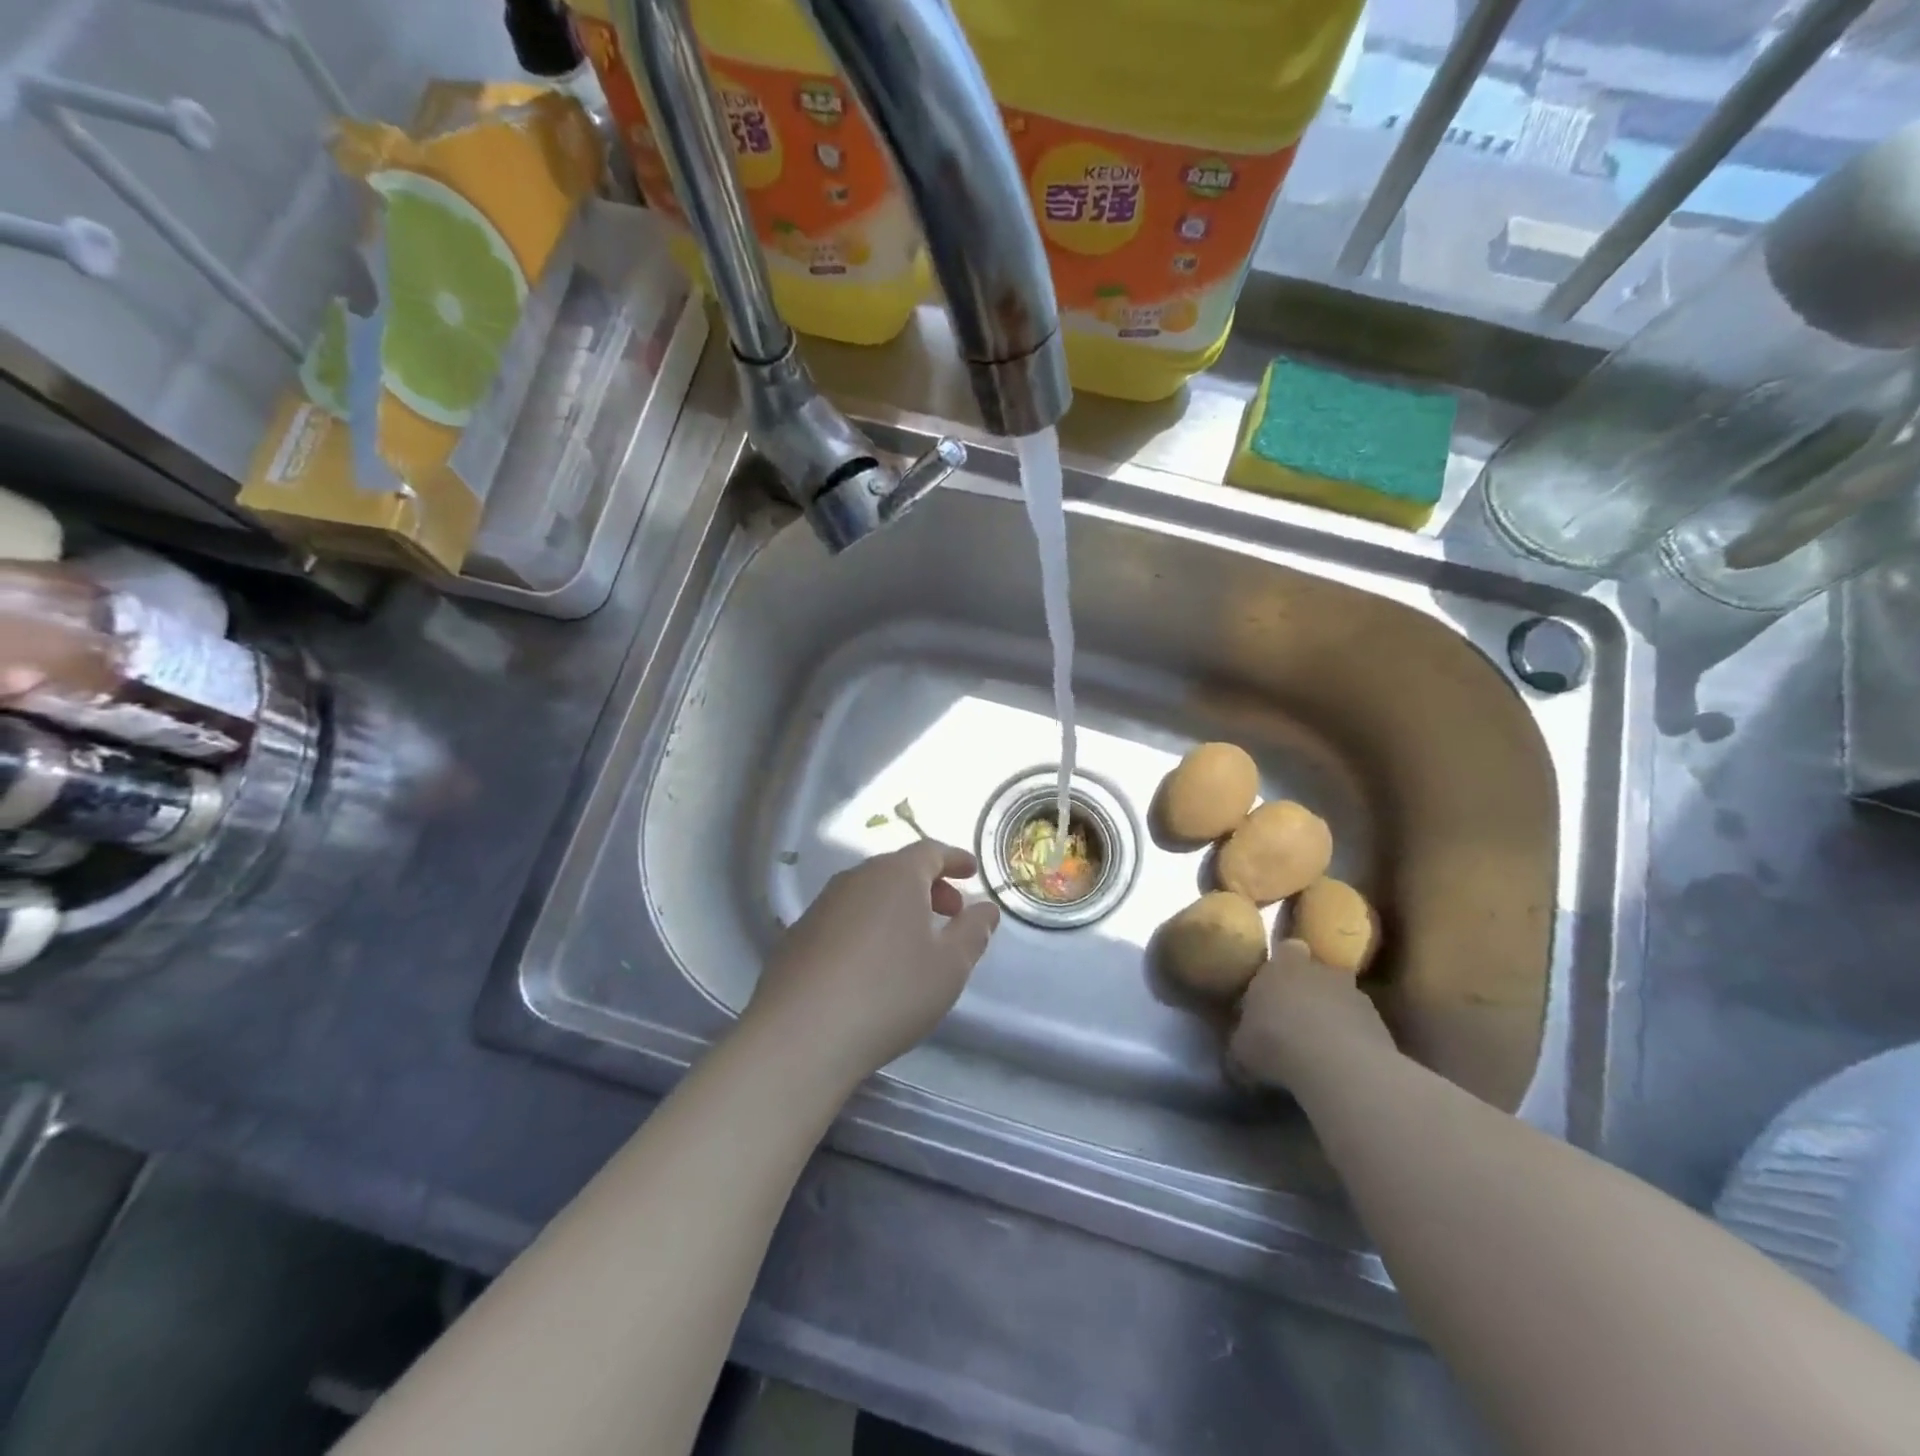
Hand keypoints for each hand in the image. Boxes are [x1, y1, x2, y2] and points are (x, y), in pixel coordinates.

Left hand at [745, 842, 1000, 1083]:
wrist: (801, 1035)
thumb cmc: (890, 992)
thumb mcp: (949, 967)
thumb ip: (973, 932)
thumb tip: (986, 909)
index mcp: (895, 875)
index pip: (930, 851)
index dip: (954, 860)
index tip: (971, 872)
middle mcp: (856, 878)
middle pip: (898, 870)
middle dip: (928, 886)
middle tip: (950, 914)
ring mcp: (821, 905)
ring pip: (870, 893)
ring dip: (897, 907)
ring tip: (914, 942)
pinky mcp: (798, 935)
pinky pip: (845, 917)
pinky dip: (868, 926)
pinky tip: (872, 964)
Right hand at [1228, 939, 1396, 1089]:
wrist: (1338, 1065)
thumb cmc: (1276, 1042)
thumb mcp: (1241, 1046)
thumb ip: (1242, 1037)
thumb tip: (1241, 1044)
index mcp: (1281, 965)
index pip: (1286, 949)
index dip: (1283, 966)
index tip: (1275, 987)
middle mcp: (1321, 970)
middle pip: (1316, 973)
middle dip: (1309, 990)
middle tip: (1295, 1019)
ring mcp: (1356, 994)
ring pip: (1341, 999)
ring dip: (1333, 1016)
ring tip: (1321, 1048)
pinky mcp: (1381, 1024)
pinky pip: (1361, 1027)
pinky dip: (1353, 1040)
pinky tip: (1342, 1065)